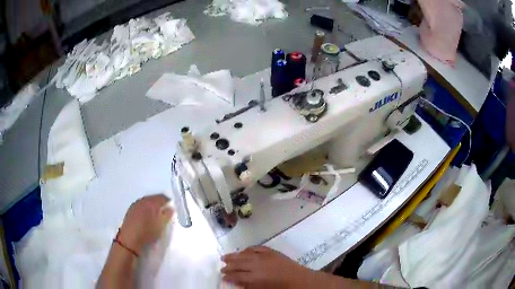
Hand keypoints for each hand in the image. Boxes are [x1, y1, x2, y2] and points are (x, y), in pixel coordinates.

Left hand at [118, 194, 173, 254]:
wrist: (130, 239)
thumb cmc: (147, 232)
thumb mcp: (161, 225)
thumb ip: (167, 215)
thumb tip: (171, 208)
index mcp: (151, 202)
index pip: (162, 197)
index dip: (168, 202)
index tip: (172, 208)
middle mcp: (142, 200)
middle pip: (154, 198)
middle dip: (160, 203)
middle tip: (165, 212)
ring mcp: (135, 204)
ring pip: (146, 202)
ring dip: (152, 206)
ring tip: (156, 215)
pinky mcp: (130, 210)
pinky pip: (140, 206)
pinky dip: (145, 209)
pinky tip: (146, 217)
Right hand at [221, 246, 315, 287]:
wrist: (298, 279)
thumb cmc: (280, 288)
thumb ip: (248, 286)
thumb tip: (236, 283)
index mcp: (255, 277)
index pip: (236, 276)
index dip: (228, 276)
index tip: (223, 276)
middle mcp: (257, 265)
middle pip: (238, 264)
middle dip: (228, 266)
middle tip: (221, 267)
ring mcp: (264, 256)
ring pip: (244, 254)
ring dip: (234, 256)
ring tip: (225, 257)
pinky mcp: (271, 251)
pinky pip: (256, 248)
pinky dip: (248, 249)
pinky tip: (243, 251)